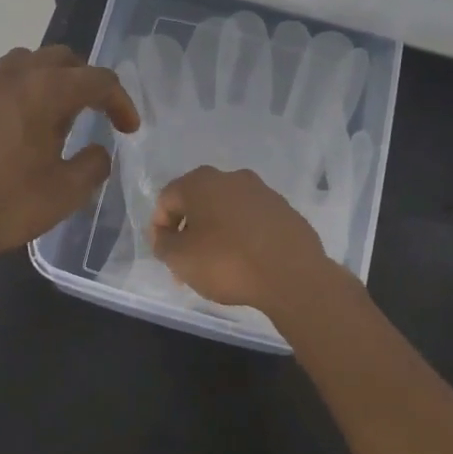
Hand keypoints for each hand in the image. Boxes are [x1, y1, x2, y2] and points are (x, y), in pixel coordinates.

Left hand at [0, 45, 139, 261]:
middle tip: (95, 112)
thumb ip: (94, 164)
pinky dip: (14, 93)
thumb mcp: (67, 192)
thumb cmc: (8, 205)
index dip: (120, 102)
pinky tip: (13, 122)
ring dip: (47, 79)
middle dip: (85, 81)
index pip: (97, 80)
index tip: (128, 129)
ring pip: (24, 62)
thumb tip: (97, 151)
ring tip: (53, 112)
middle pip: (61, 59)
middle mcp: (13, 76)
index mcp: (46, 91)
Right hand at [149, 166, 336, 314]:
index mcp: (202, 182)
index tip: (165, 255)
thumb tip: (166, 235)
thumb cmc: (226, 262)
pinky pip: (253, 222)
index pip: (167, 199)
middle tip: (187, 265)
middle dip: (188, 233)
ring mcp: (263, 193)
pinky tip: (246, 263)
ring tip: (217, 268)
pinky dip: (243, 238)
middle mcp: (232, 178)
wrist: (292, 275)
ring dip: (216, 235)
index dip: (160, 228)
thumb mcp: (180, 258)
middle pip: (198, 204)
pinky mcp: (285, 211)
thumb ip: (163, 243)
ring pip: (227, 212)